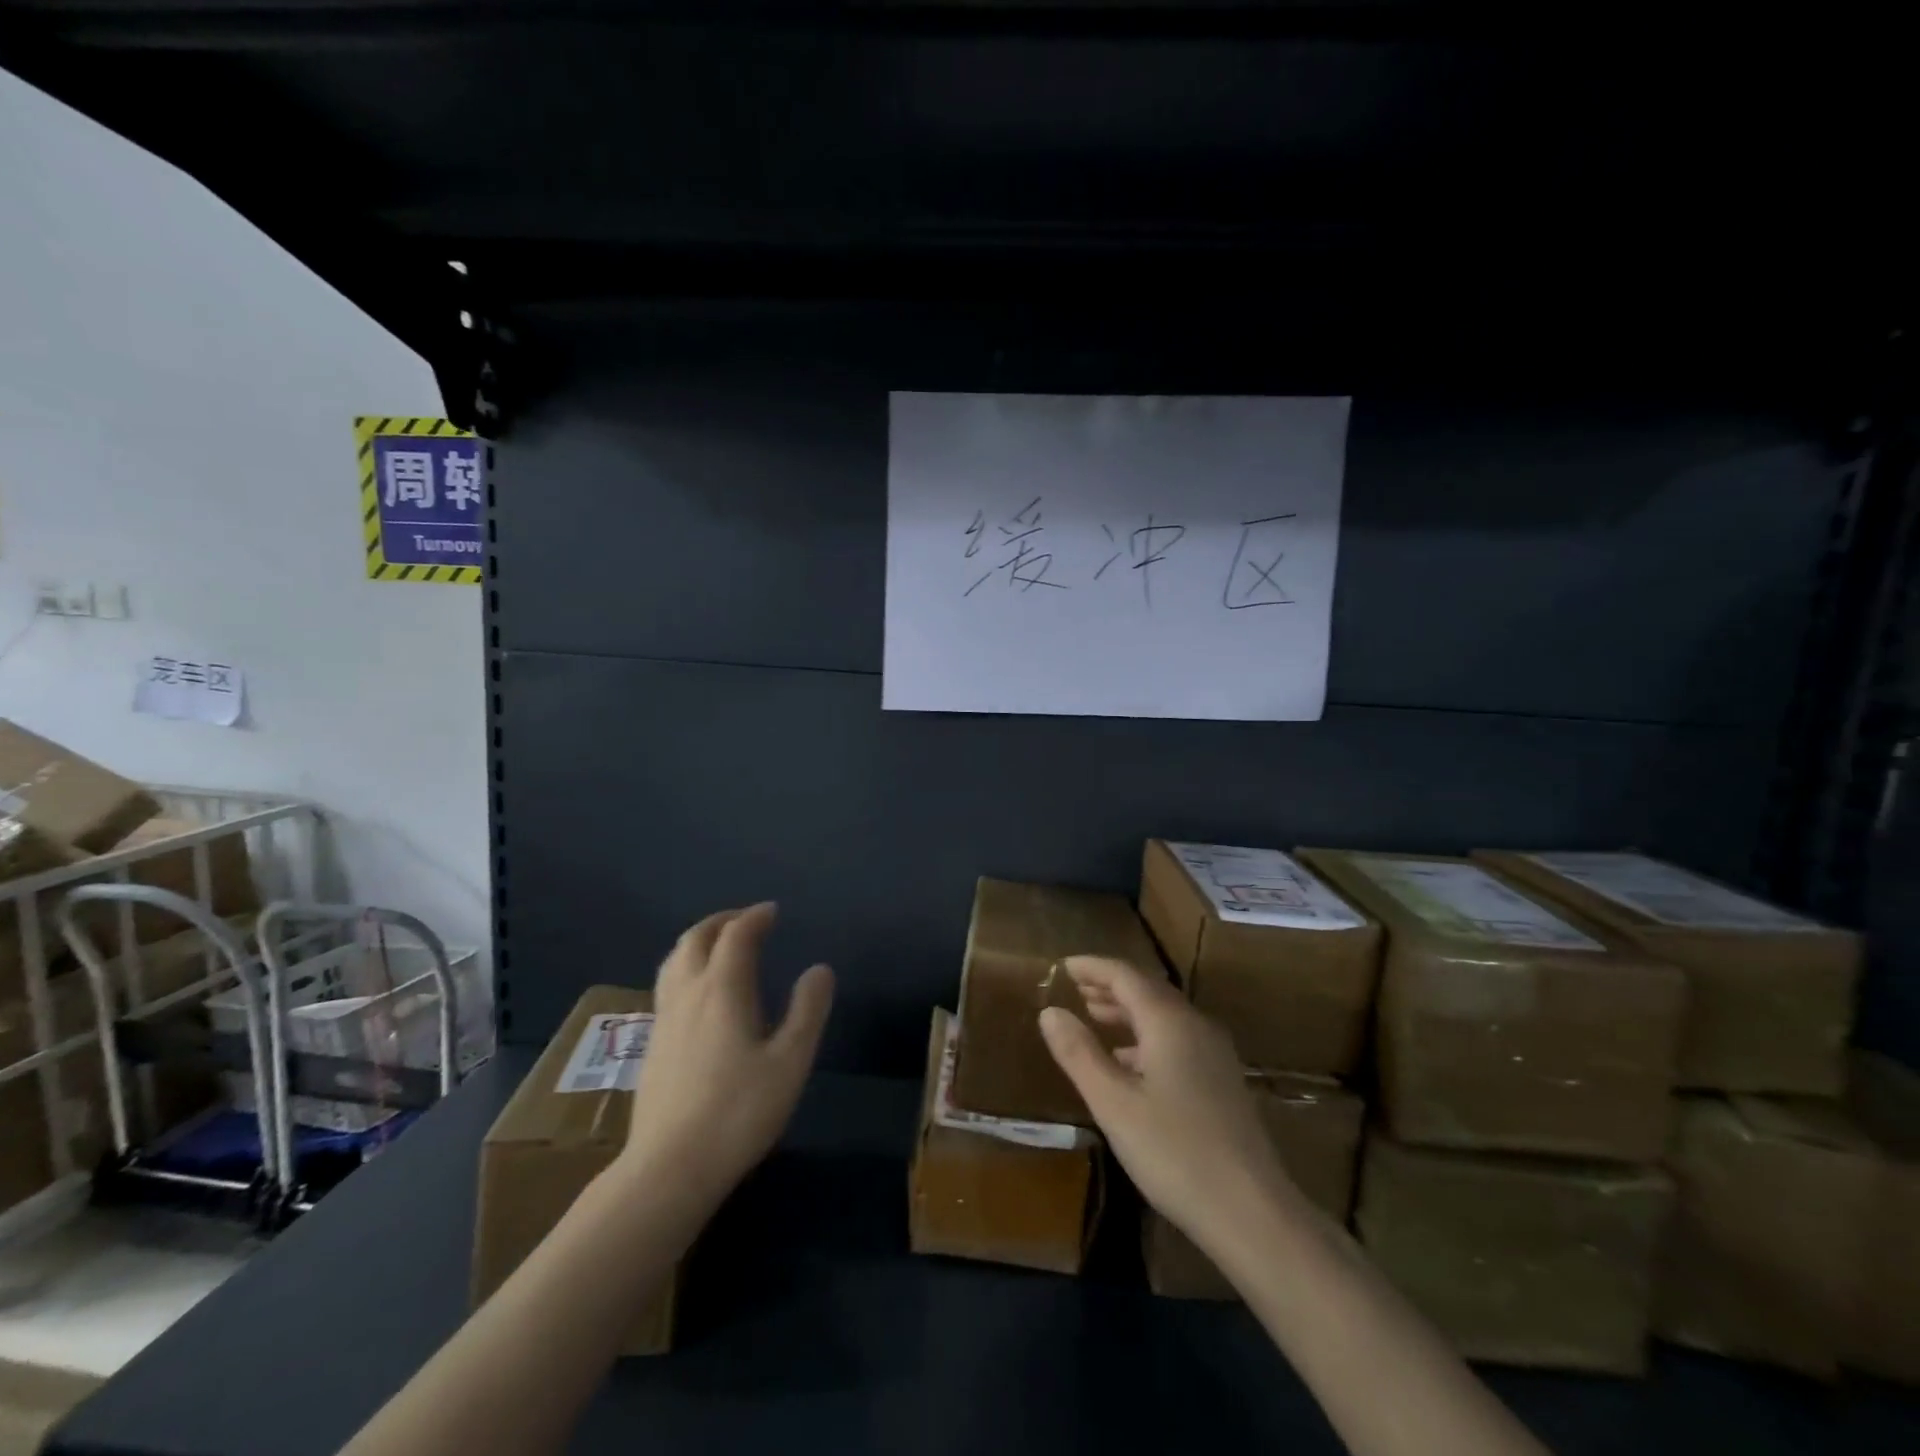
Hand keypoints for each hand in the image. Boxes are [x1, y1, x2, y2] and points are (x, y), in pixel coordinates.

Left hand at [621, 903, 834, 1207]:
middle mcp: (687, 994)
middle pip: (696, 939)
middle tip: (746, 920)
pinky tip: (698, 993)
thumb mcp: (790, 1061)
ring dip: (698, 941)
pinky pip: (667, 985)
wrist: (669, 1168)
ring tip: (719, 945)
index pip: (736, 935)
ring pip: (674, 961)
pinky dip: (686, 968)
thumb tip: (820, 969)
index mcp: (722, 990)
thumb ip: (807, 1010)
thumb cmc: (738, 1112)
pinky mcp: (652, 1045)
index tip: (773, 912)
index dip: (755, 917)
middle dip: (722, 921)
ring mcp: (664, 1020)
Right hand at [1038, 955, 1297, 1253]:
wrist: (1252, 1212)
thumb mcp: (1113, 1103)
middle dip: (1110, 987)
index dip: (1093, 967)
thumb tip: (1049, 1012)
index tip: (1063, 966)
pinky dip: (1147, 1037)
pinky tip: (1130, 1063)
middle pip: (1148, 990)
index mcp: (1169, 1021)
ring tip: (1095, 1018)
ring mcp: (1215, 1053)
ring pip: (1165, 1015)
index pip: (1125, 975)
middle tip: (1076, 989)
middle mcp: (1196, 1025)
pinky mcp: (1223, 1080)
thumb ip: (1079, 1053)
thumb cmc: (1174, 1152)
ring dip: (1128, 1011)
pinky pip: (1178, 1039)